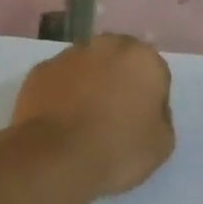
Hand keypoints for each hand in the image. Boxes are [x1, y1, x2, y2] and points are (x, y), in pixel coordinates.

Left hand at [11, 35, 174, 198]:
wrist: (55, 158)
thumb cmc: (117, 150)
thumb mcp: (161, 144)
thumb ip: (160, 116)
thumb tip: (147, 108)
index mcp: (142, 58)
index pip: (154, 72)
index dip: (149, 97)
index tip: (140, 120)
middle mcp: (106, 45)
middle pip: (119, 59)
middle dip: (118, 79)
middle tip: (113, 114)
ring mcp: (70, 54)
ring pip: (87, 64)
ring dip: (89, 82)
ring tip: (82, 118)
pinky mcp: (41, 69)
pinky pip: (60, 78)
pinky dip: (62, 91)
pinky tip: (59, 118)